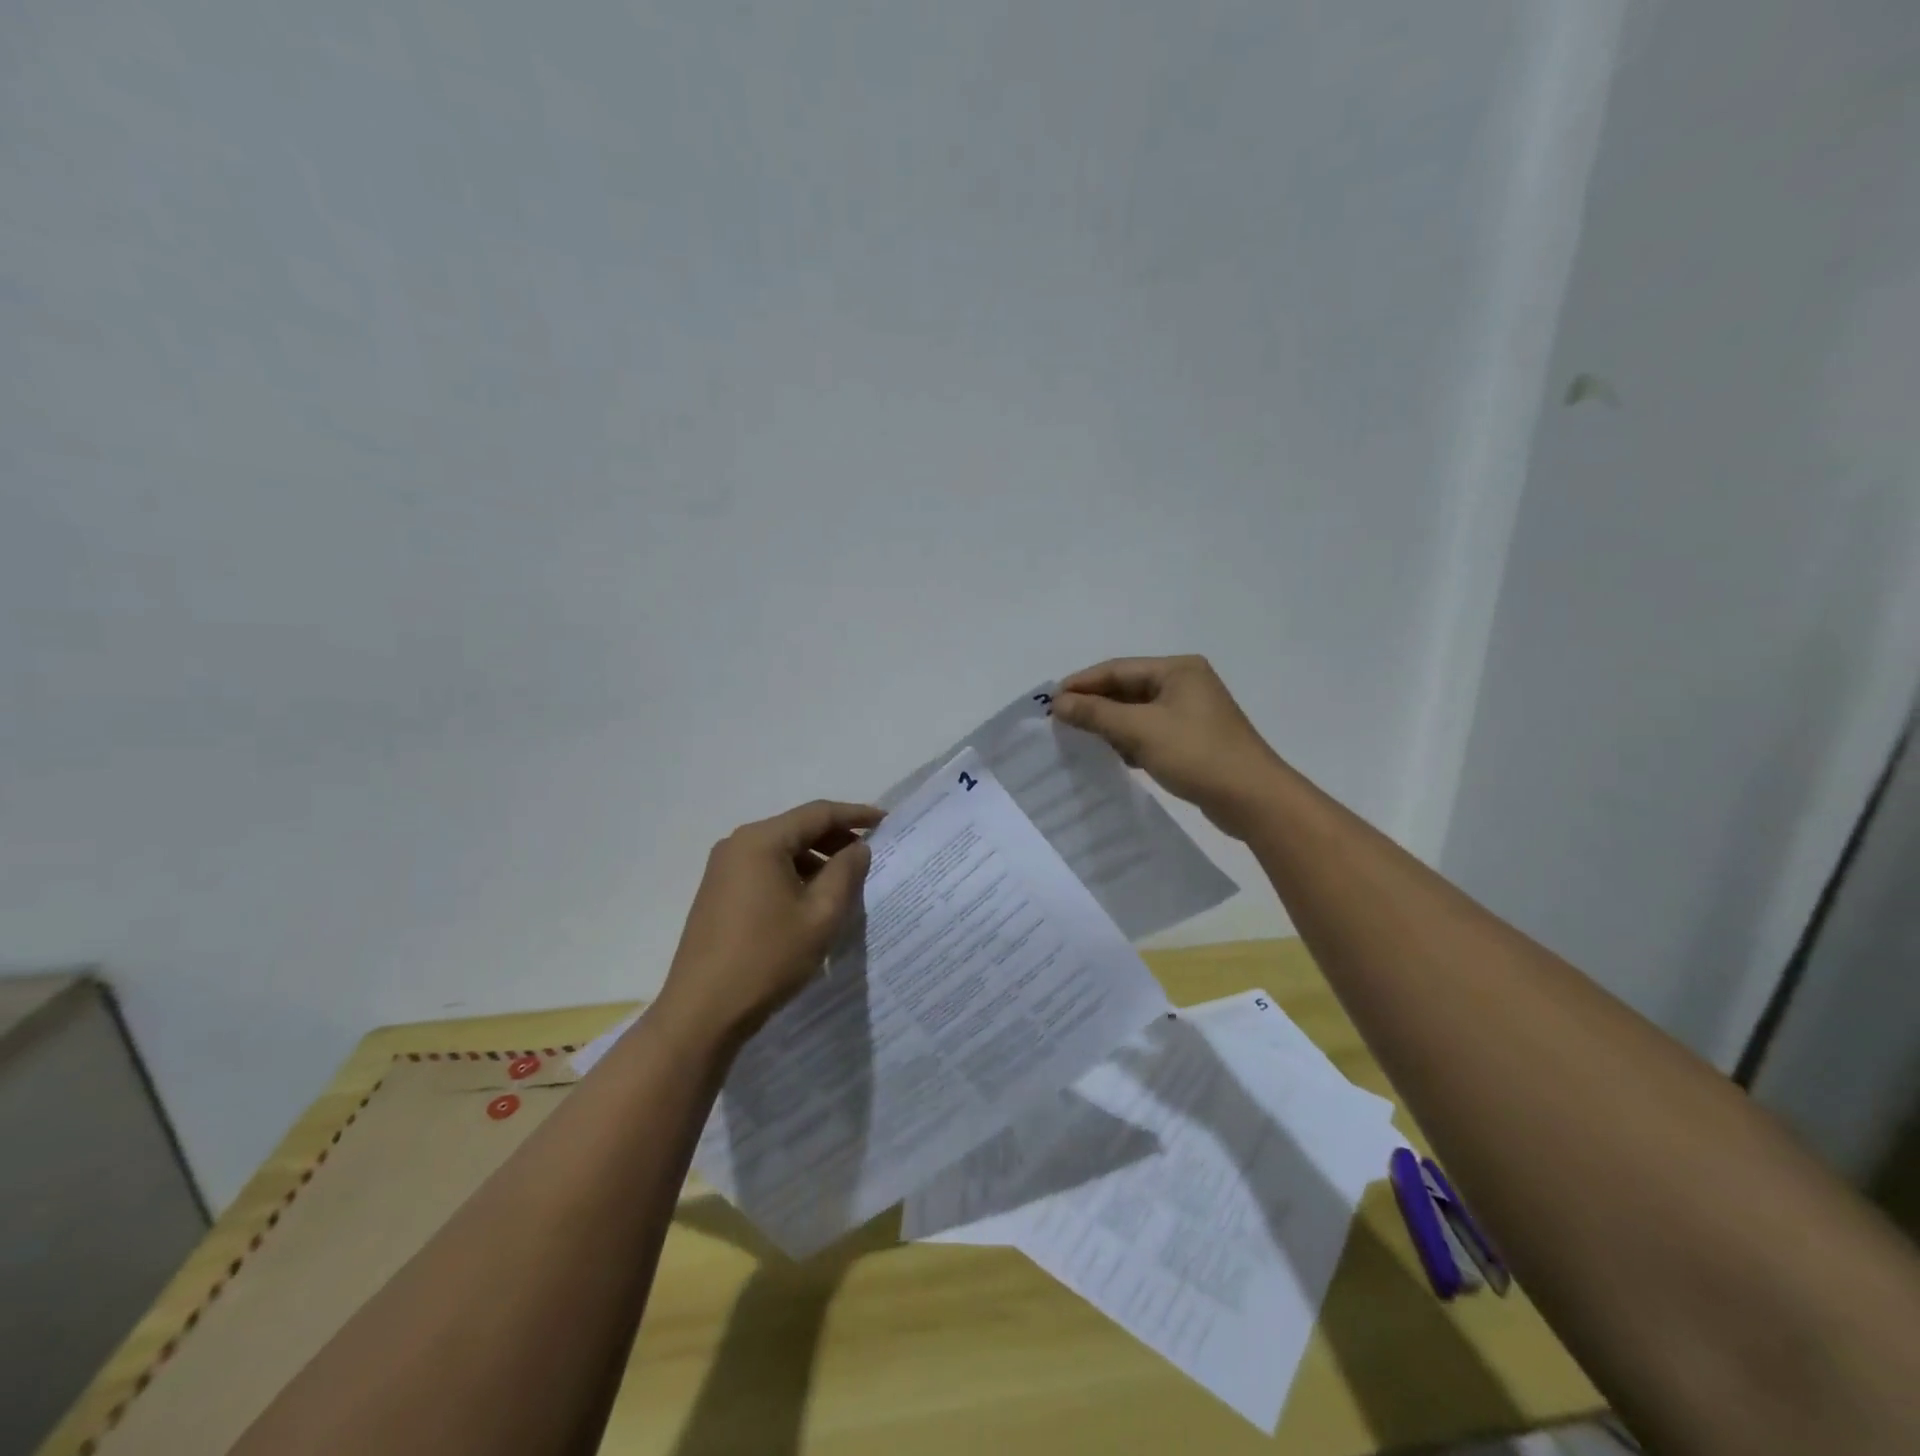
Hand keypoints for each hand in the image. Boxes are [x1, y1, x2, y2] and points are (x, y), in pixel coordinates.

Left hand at [655, 799, 881, 1044]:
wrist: (702, 1012)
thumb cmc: (767, 958)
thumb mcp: (821, 915)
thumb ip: (846, 873)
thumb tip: (858, 848)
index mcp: (762, 841)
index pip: (818, 813)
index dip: (855, 815)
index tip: (885, 821)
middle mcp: (738, 844)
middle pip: (797, 828)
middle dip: (835, 838)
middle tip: (869, 856)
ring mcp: (723, 869)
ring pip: (781, 850)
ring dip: (815, 860)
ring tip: (845, 884)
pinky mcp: (718, 892)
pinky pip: (764, 869)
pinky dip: (794, 875)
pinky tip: (812, 901)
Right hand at [1052, 655, 1284, 837]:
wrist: (1252, 798)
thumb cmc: (1196, 754)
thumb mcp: (1140, 730)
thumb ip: (1097, 714)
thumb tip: (1059, 702)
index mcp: (1177, 669)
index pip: (1117, 669)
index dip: (1082, 684)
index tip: (1050, 703)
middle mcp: (1185, 683)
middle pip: (1127, 688)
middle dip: (1095, 705)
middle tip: (1060, 722)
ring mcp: (1191, 712)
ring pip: (1137, 712)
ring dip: (1110, 724)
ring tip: (1079, 739)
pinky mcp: (1193, 738)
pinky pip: (1150, 731)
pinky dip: (1129, 740)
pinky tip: (1113, 755)